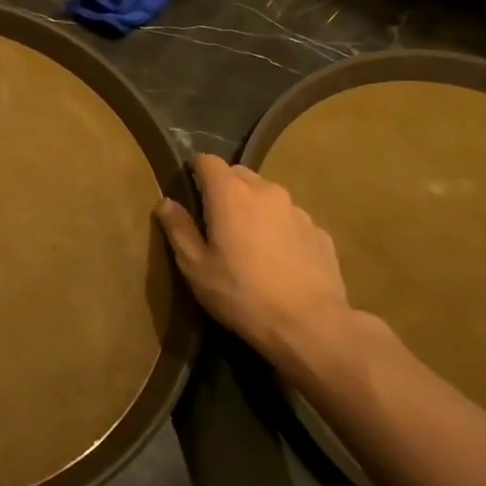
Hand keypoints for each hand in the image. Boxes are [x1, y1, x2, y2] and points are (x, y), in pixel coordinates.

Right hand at [156, 154, 353, 371]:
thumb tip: (166, 203)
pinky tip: (277, 259)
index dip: (195, 168)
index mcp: (230, 194)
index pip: (208, 161)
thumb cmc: (241, 293)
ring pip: (268, 197)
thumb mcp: (195, 266)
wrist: (310, 325)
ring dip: (254, 208)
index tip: (188, 185)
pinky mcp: (320, 233)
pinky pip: (290, 220)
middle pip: (239, 175)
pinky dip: (279, 229)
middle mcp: (266, 191)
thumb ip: (178, 229)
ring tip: (248, 241)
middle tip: (214, 218)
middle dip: (224, 188)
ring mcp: (298, 211)